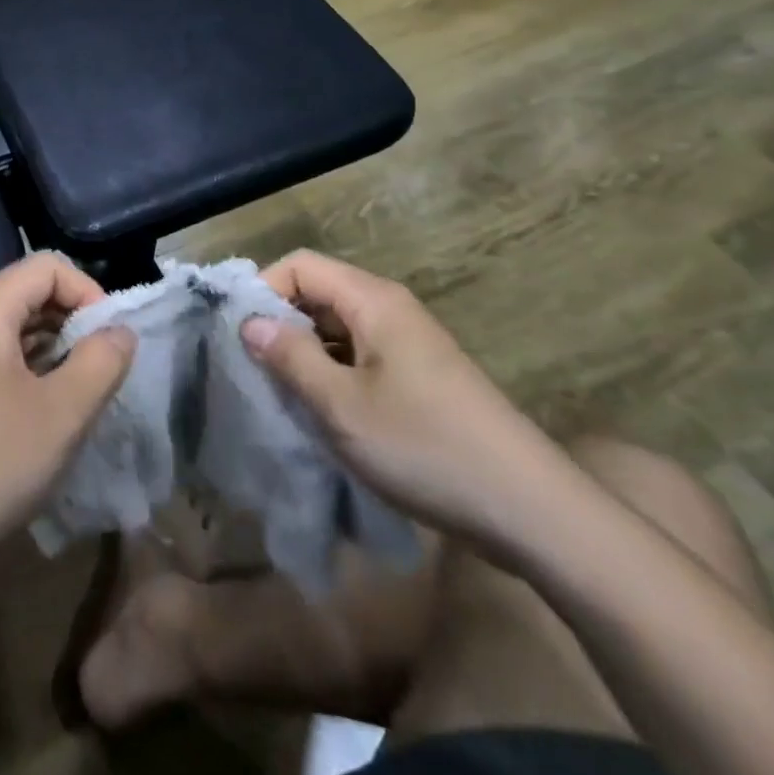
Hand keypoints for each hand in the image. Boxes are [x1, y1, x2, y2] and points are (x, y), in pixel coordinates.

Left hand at [0, 254, 134, 568]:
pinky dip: (28, 366)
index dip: (88, 291)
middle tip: (102, 366)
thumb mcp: (63, 413)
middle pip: (28, 291)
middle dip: (72, 319)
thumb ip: (102, 360)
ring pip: (13, 324)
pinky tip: (46, 405)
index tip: (111, 338)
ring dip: (53, 346)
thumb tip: (120, 331)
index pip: (46, 267)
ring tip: (80, 388)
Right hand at [243, 250, 576, 551]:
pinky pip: (360, 355)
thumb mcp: (342, 406)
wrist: (531, 509)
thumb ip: (290, 357)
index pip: (300, 265)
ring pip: (338, 327)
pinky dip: (334, 373)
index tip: (243, 338)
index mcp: (372, 300)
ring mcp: (409, 342)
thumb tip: (250, 321)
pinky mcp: (420, 375)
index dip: (264, 291)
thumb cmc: (426, 447)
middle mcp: (390, 308)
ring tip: (286, 396)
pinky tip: (326, 413)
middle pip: (318, 292)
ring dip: (306, 354)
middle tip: (257, 371)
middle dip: (282, 324)